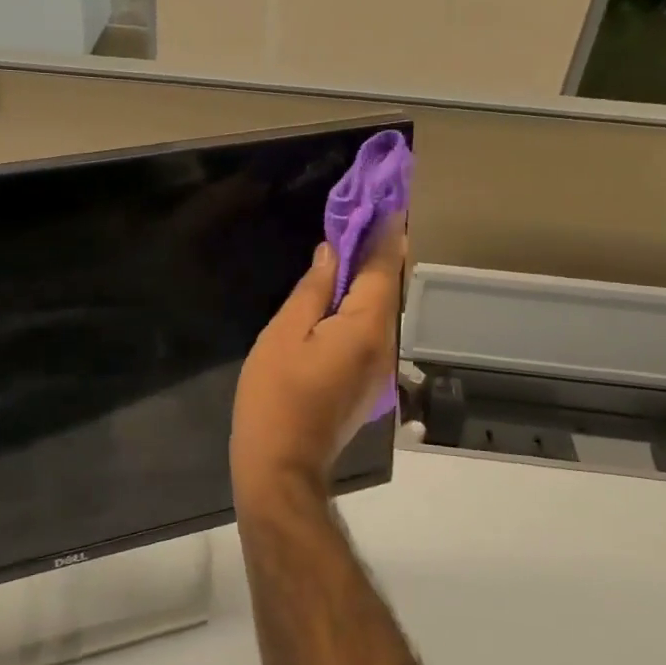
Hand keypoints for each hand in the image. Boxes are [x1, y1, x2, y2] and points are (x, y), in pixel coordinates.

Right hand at [232, 216, 405, 506]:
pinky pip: (373, 327)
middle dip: (382, 247)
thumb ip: (313, 290)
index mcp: (366, 326)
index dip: (386, 230)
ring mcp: (381, 365)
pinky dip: (365, 300)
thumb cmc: (276, 396)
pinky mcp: (370, 379)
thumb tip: (331, 253)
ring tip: (358, 239)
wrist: (282, 467)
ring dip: (374, 272)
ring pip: (383, 307)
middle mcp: (385, 343)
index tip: (390, 198)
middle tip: (371, 211)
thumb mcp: (284, 334)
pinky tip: (347, 288)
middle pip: (389, 285)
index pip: (383, 266)